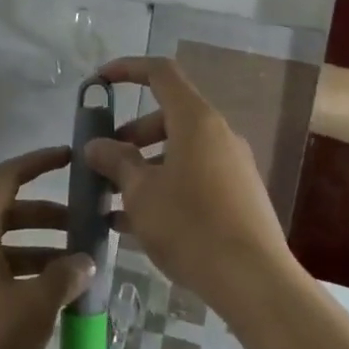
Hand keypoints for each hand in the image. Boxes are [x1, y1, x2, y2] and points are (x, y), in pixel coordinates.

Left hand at [0, 146, 95, 348]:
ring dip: (38, 247)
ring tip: (75, 267)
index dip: (40, 162)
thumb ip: (64, 277)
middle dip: (48, 215)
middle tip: (84, 227)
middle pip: (8, 210)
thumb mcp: (34, 308)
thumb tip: (85, 260)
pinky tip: (48, 296)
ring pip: (1, 242)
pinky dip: (21, 270)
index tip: (71, 159)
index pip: (8, 176)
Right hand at [84, 57, 294, 314]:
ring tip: (111, 200)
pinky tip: (134, 225)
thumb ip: (116, 161)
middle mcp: (218, 135)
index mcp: (196, 121)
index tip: (99, 82)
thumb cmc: (190, 225)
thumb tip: (96, 145)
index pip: (160, 73)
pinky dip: (164, 188)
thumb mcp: (141, 192)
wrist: (253, 279)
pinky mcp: (238, 196)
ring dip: (143, 167)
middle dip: (129, 135)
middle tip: (102, 161)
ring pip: (178, 152)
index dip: (127, 69)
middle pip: (167, 117)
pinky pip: (193, 178)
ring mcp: (231, 166)